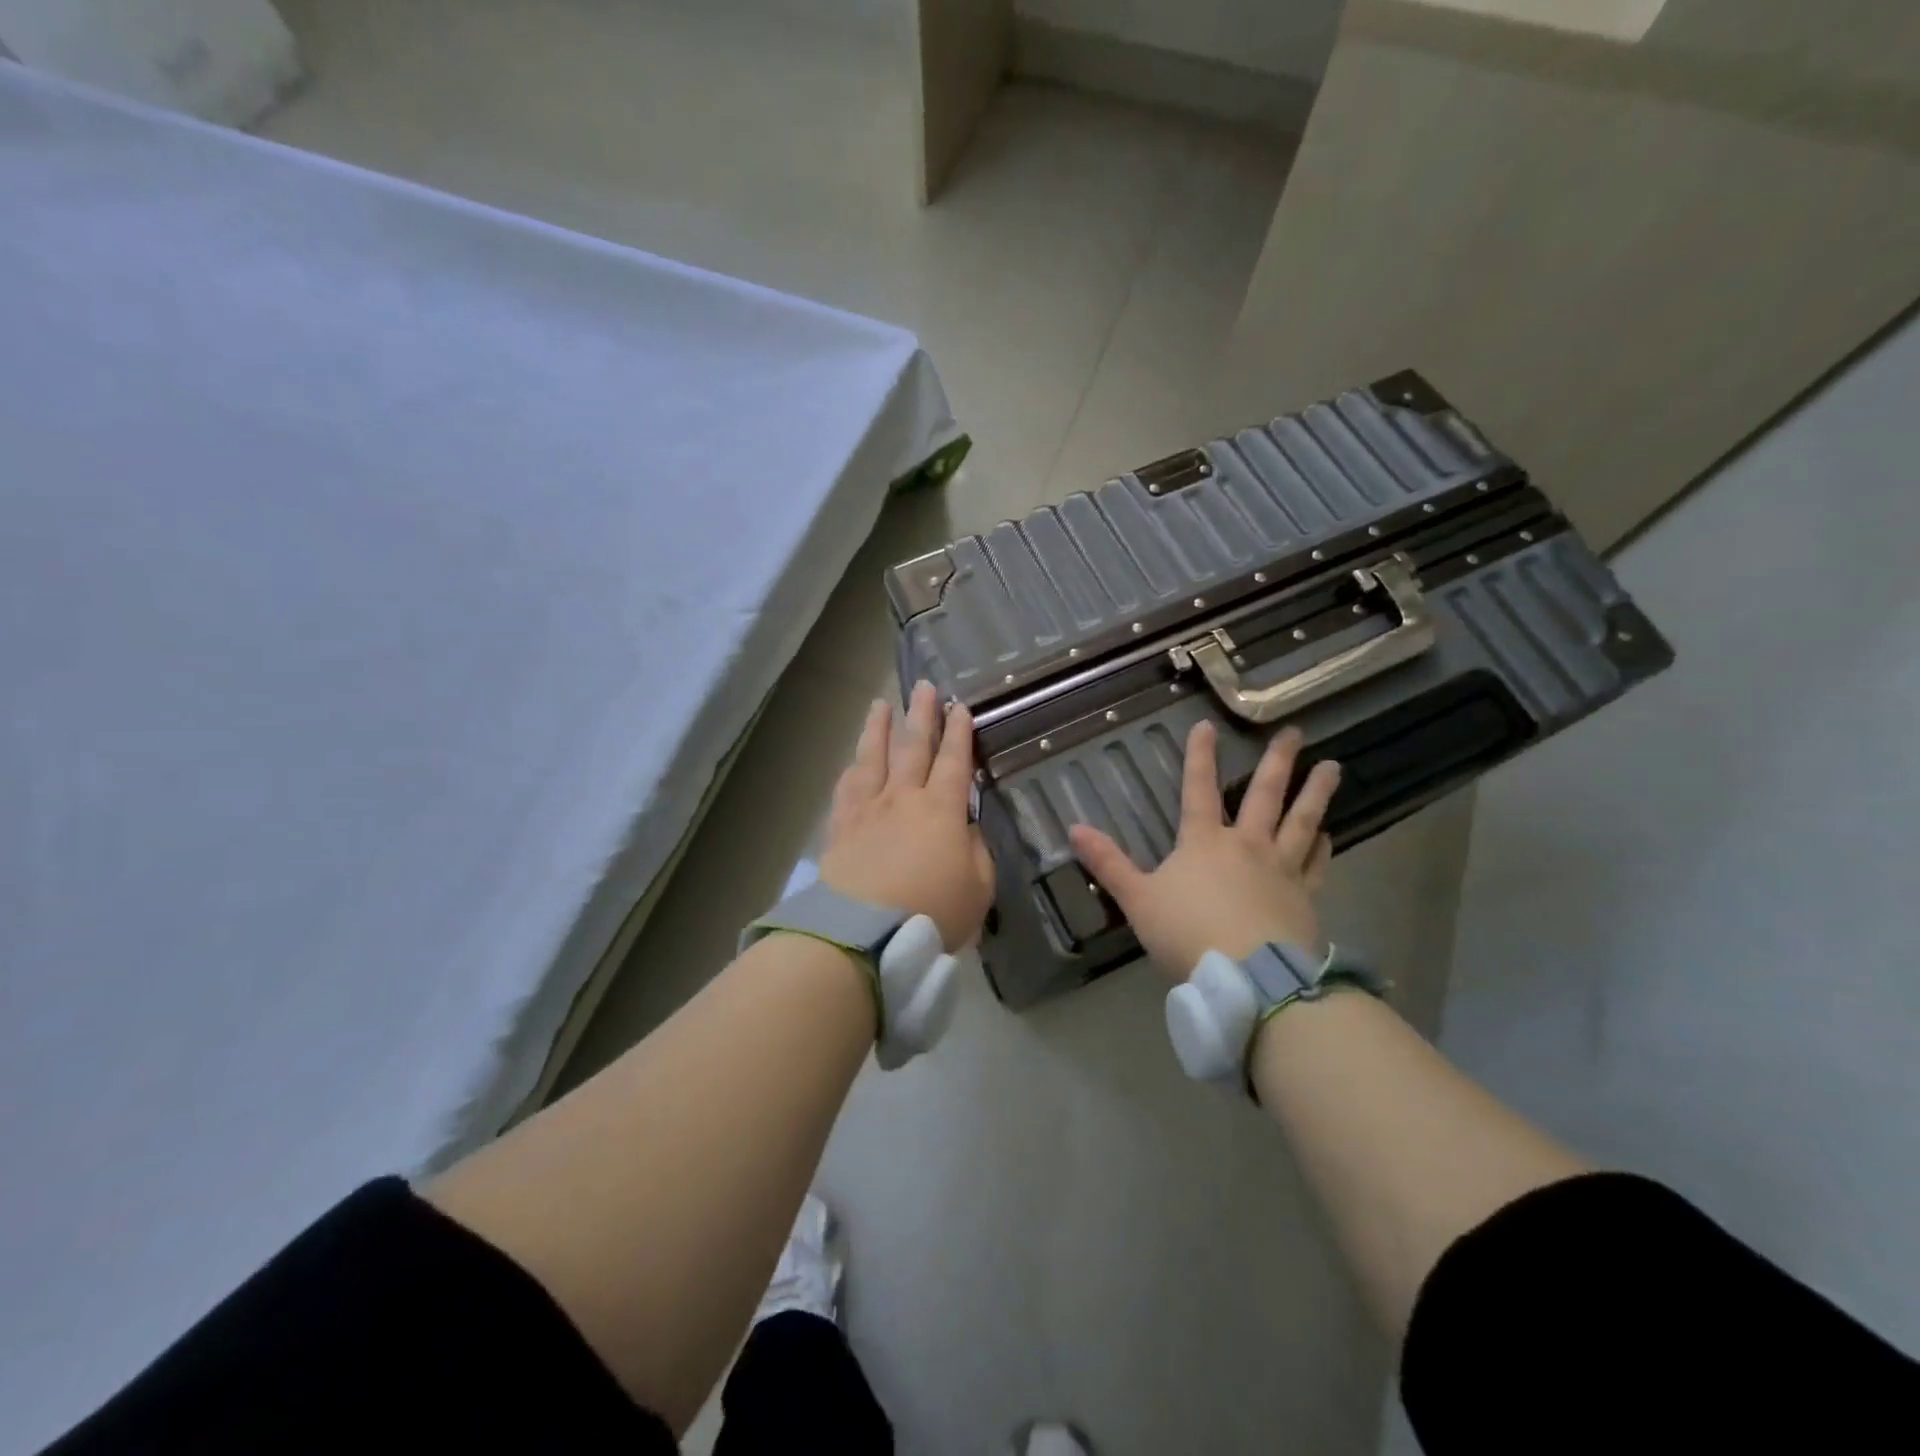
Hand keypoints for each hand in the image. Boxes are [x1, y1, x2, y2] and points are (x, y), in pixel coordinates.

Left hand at [820, 681, 994, 951]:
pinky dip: (852, 770)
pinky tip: (852, 762)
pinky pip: (846, 789)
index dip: (959, 733)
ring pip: (873, 758)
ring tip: (881, 704)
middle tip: (924, 686)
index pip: (954, 761)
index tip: (960, 707)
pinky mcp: (840, 828)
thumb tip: (967, 830)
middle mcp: (903, 798)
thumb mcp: (978, 889)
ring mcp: (867, 810)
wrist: (864, 935)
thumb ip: (978, 852)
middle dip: (921, 715)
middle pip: (913, 747)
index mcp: (942, 809)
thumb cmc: (932, 912)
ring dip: (879, 728)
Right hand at [1069, 722, 1338, 977]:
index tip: (1207, 725)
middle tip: (1294, 732)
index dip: (1200, 756)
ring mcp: (1281, 869)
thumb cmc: (1187, 934)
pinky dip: (1323, 846)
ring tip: (1332, 767)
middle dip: (1278, 762)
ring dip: (1315, 792)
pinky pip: (1317, 864)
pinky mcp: (1305, 897)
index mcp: (1204, 842)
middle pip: (1264, 795)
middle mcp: (1247, 845)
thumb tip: (1073, 827)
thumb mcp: (1137, 899)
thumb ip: (1108, 863)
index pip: (1198, 789)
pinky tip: (1329, 834)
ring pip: (1301, 821)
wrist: (1248, 977)